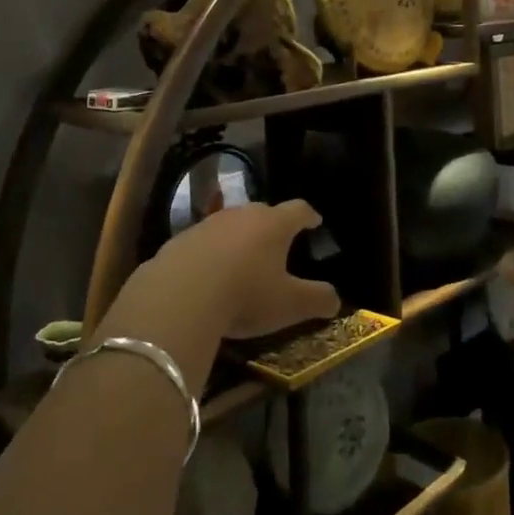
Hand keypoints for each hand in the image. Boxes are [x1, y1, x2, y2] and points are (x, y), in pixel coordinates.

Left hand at [149, 199, 341, 339]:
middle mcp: (242, 214)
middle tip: (278, 244)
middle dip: (272, 226)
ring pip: (230, 225)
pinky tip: (207, 277)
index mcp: (274, 224)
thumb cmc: (245, 294)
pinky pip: (202, 243)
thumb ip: (318, 299)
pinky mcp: (179, 240)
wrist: (178, 296)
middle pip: (263, 212)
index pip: (299, 209)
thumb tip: (335, 299)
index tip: (315, 222)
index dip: (309, 216)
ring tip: (242, 261)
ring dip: (238, 239)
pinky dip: (210, 254)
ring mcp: (208, 224)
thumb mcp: (290, 305)